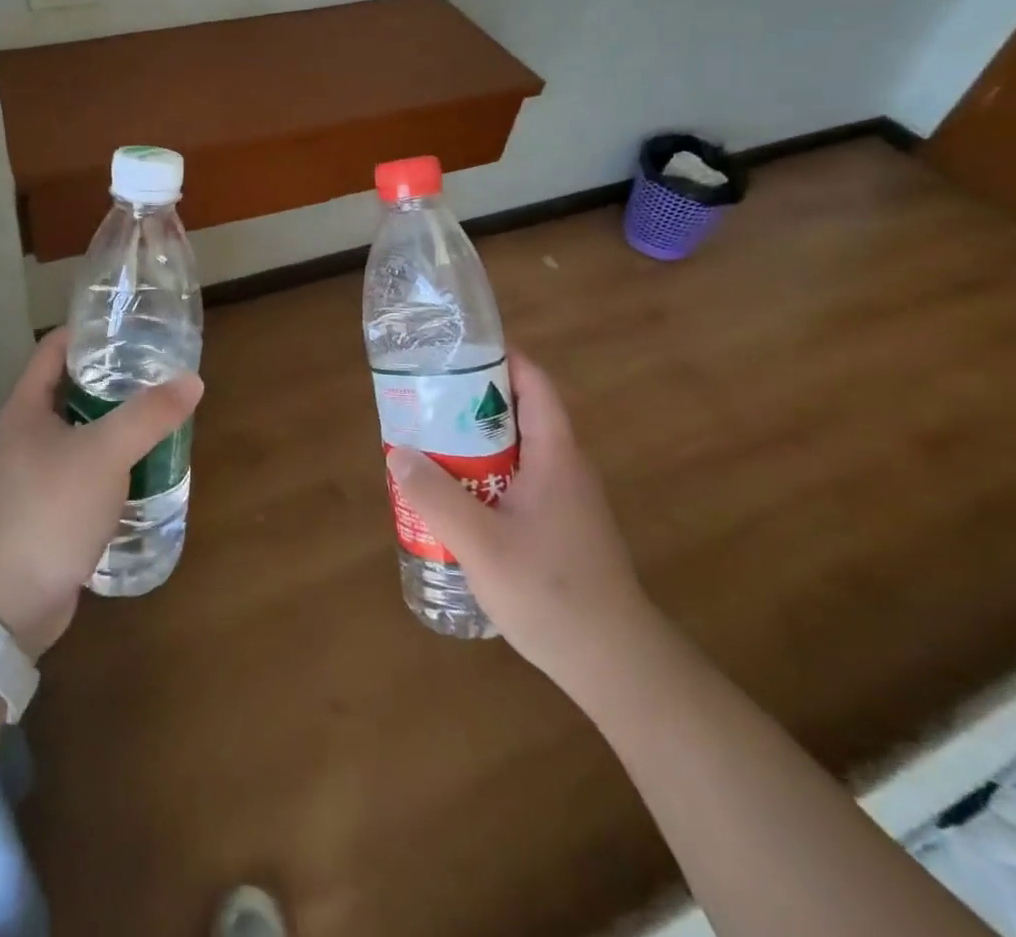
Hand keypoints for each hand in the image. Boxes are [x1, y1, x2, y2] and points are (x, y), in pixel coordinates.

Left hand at [0, 329, 202, 658]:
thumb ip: (148, 416)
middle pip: (66, 390)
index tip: (128, 329)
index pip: (52, 351)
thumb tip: (191, 381)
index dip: (87, 333)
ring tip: (154, 417)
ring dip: (110, 424)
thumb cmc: (51, 511)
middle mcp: (20, 437)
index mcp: (23, 410)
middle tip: (154, 374)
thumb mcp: (105, 455)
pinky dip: (106, 462)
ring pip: (75, 433)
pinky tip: (137, 469)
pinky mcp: (40, 509)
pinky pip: (77, 470)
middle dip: (109, 380)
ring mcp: (27, 476)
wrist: (11, 604)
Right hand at [386, 349, 655, 693]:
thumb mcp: (482, 544)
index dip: (501, 357)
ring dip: (473, 442)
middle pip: (518, 413)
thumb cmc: (552, 593)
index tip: (457, 350)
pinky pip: (516, 482)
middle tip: (424, 401)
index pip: (534, 384)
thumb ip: (437, 497)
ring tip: (428, 445)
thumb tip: (399, 453)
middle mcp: (565, 467)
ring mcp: (565, 499)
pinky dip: (484, 475)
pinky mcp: (560, 527)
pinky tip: (454, 499)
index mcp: (556, 455)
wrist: (616, 666)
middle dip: (471, 402)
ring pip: (515, 451)